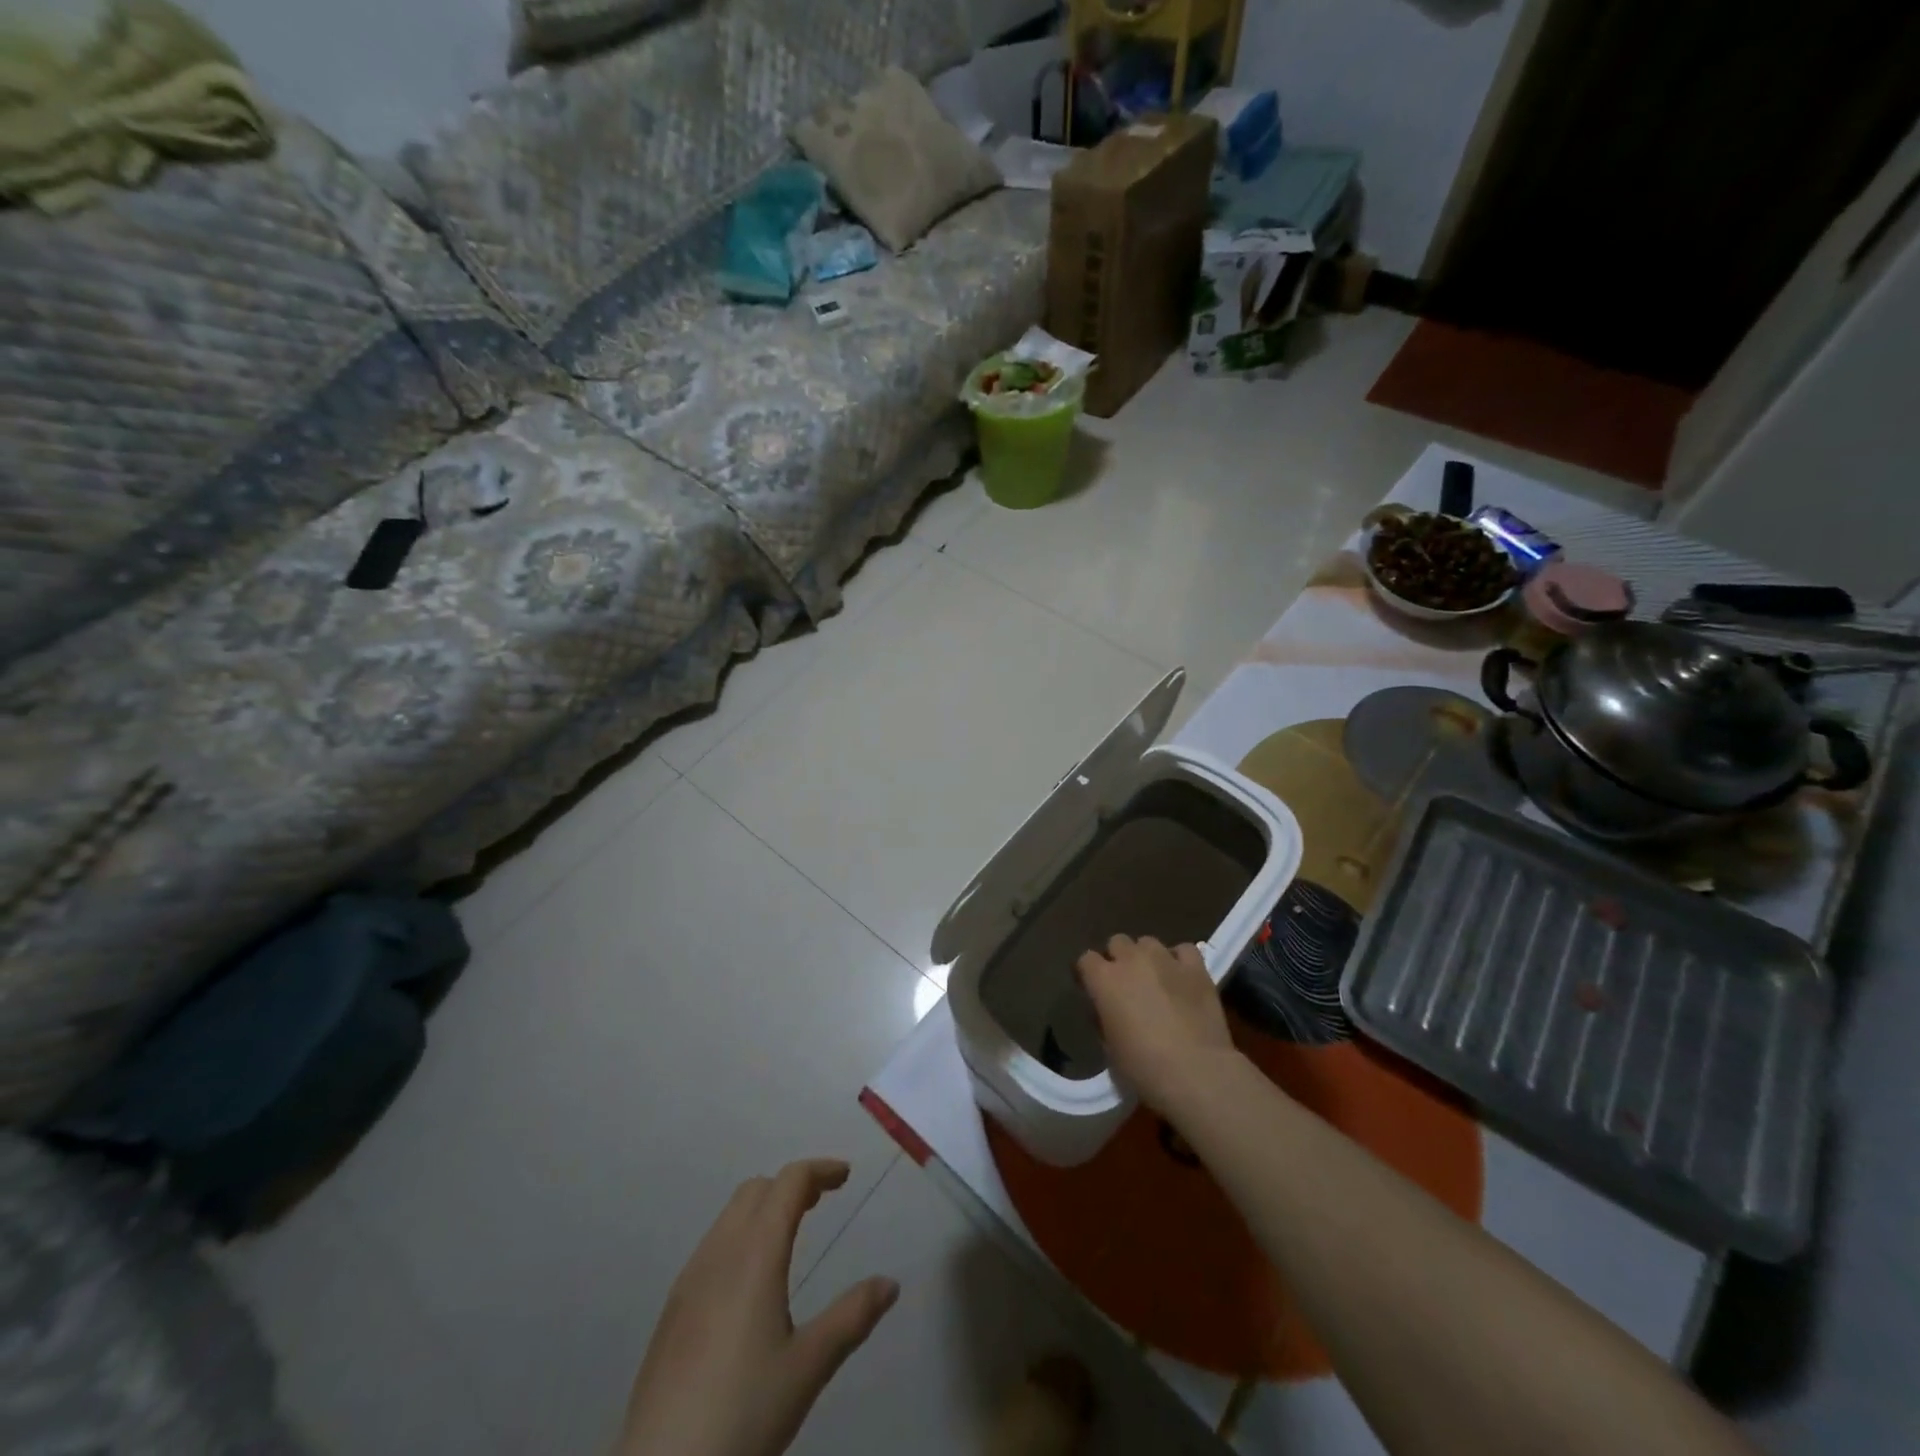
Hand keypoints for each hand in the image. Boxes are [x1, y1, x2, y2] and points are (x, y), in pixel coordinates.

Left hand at [619, 1159, 898, 1455]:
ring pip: (730, 1216)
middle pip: (756, 1190)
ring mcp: (689, 1280)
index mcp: (755, 1254)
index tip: (845, 1176)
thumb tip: (890, 1283)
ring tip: (790, 1236)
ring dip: (764, 1209)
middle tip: (821, 1202)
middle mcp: (719, 1252)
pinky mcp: (672, 1311)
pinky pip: (712, 1246)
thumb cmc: (742, 1414)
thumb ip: (852, 1318)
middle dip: (791, 1185)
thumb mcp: (808, 1368)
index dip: (819, 1170)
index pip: (789, 1182)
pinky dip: (741, 1236)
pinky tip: (750, 1283)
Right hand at [1076, 934, 1237, 1111]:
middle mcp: (1132, 960)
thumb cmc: (1143, 1068)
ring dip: (1147, 958)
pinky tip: (1182, 977)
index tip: (1093, 990)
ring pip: (1148, 943)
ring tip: (1156, 980)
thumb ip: (1103, 1018)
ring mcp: (1166, 959)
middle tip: (1126, 985)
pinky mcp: (1196, 968)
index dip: (1089, 974)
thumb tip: (1108, 1008)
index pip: (1086, 960)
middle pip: (1117, 942)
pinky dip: (1179, 960)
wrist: (1197, 1073)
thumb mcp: (1109, 1048)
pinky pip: (1183, 950)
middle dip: (1118, 959)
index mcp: (1104, 979)